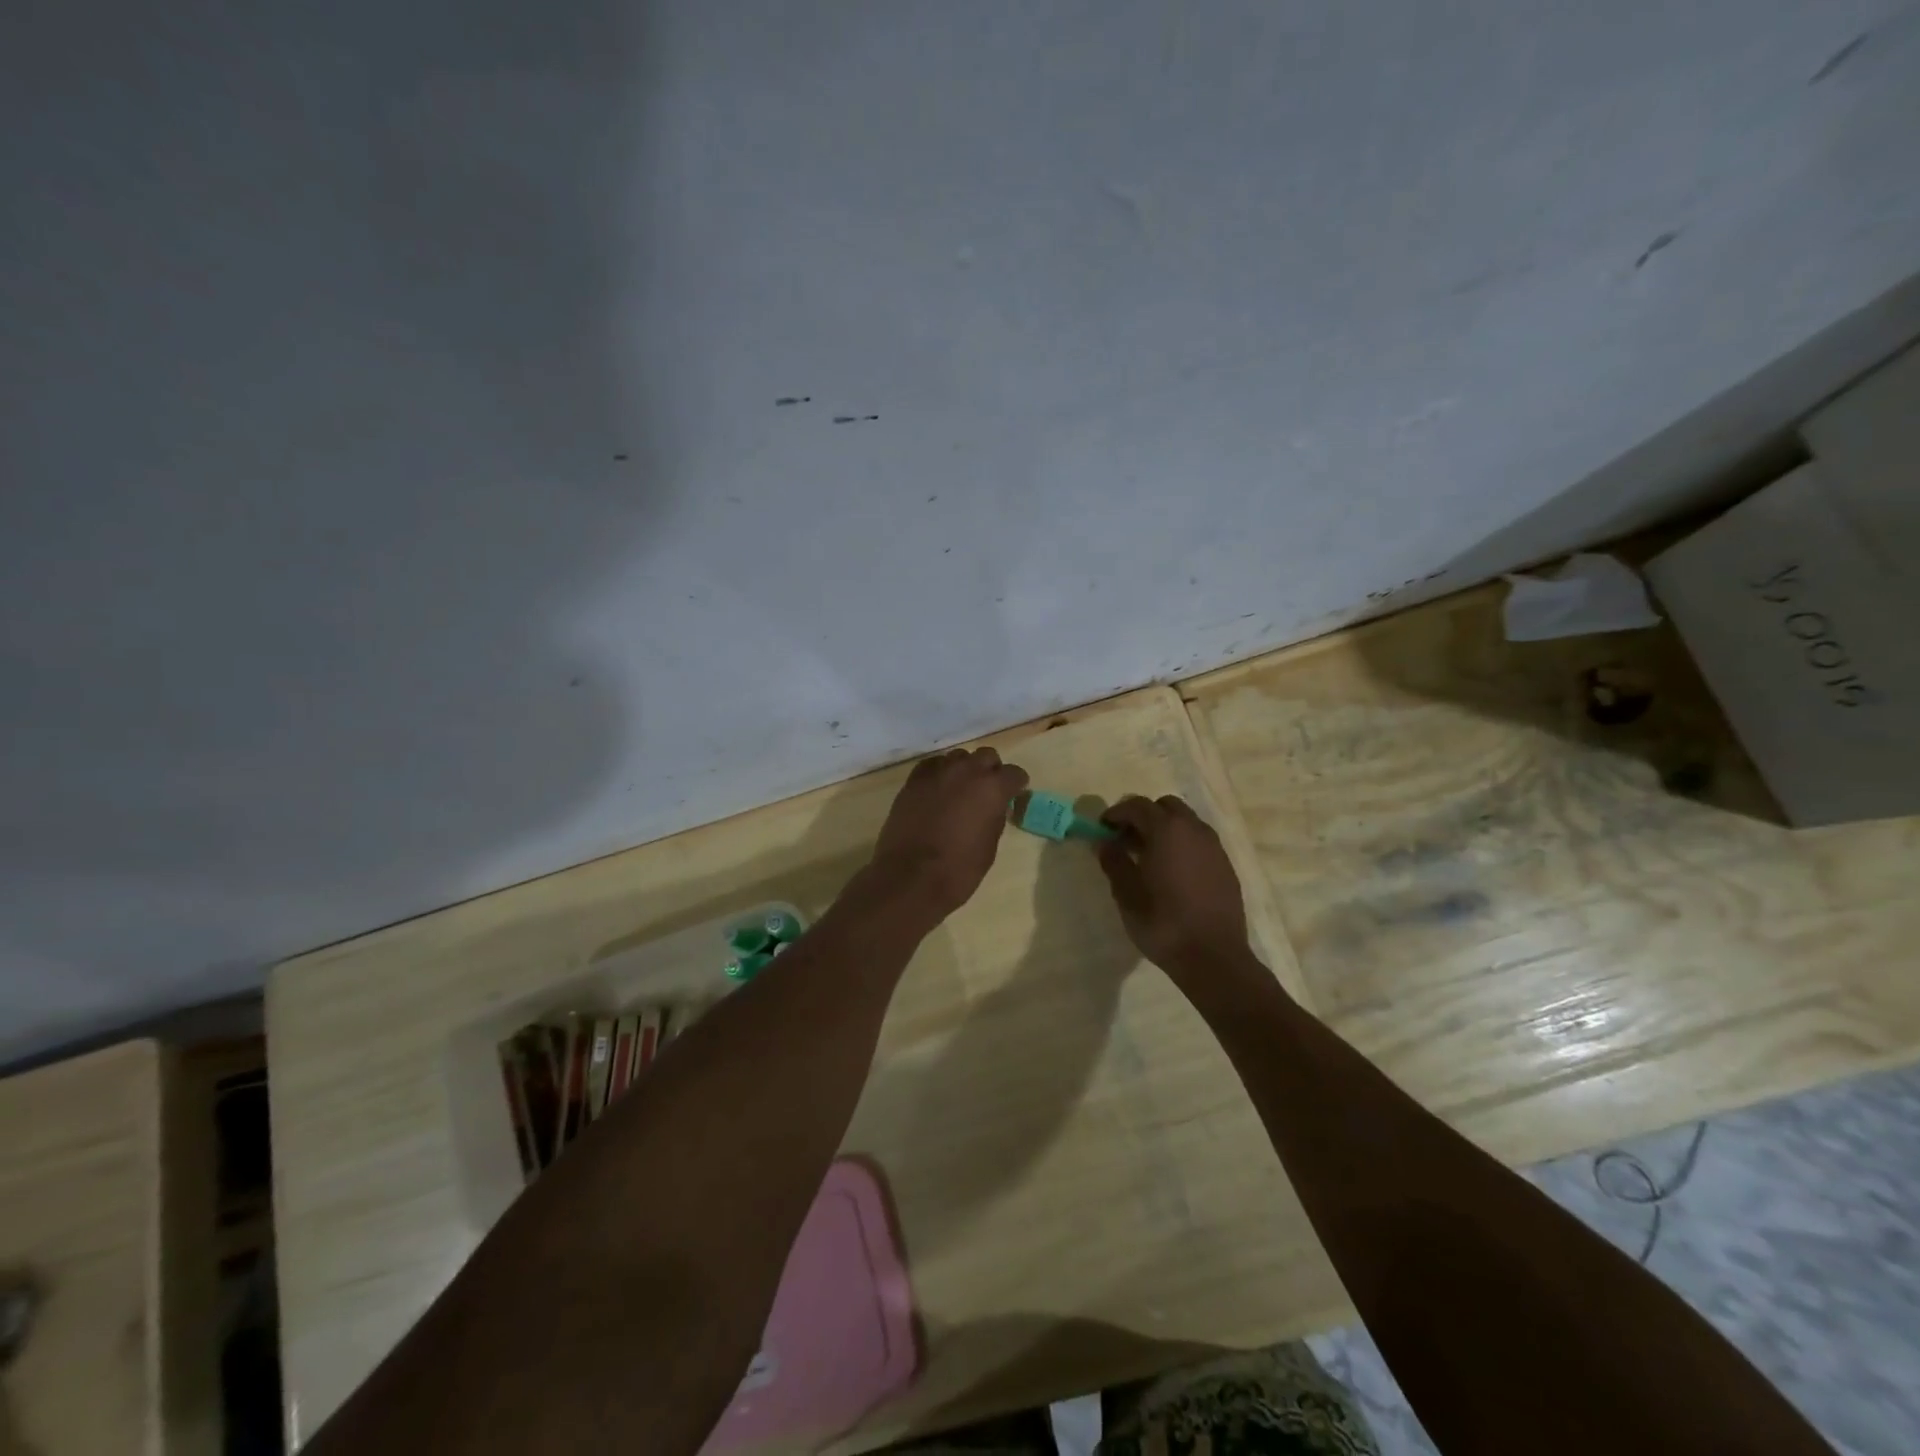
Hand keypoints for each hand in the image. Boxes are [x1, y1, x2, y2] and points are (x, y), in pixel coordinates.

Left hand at [870, 747, 1029, 921]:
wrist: (910, 877)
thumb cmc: (958, 870)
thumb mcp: (989, 846)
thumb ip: (995, 817)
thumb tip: (994, 806)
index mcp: (992, 788)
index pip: (1014, 773)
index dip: (1016, 785)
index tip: (1014, 795)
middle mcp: (967, 771)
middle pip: (986, 756)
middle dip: (990, 770)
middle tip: (987, 791)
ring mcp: (937, 772)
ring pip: (958, 757)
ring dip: (964, 769)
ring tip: (960, 790)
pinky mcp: (913, 780)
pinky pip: (932, 765)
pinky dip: (939, 773)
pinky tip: (938, 789)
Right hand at [1097, 795, 1251, 981]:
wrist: (1213, 957)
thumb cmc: (1163, 923)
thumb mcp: (1126, 894)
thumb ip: (1114, 862)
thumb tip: (1104, 842)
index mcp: (1166, 830)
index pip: (1137, 805)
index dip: (1116, 814)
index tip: (1102, 829)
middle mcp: (1193, 829)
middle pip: (1165, 806)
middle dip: (1143, 816)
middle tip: (1126, 840)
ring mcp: (1214, 846)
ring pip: (1185, 822)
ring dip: (1164, 829)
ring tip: (1148, 857)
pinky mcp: (1225, 865)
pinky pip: (1199, 841)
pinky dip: (1182, 844)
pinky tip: (1172, 872)